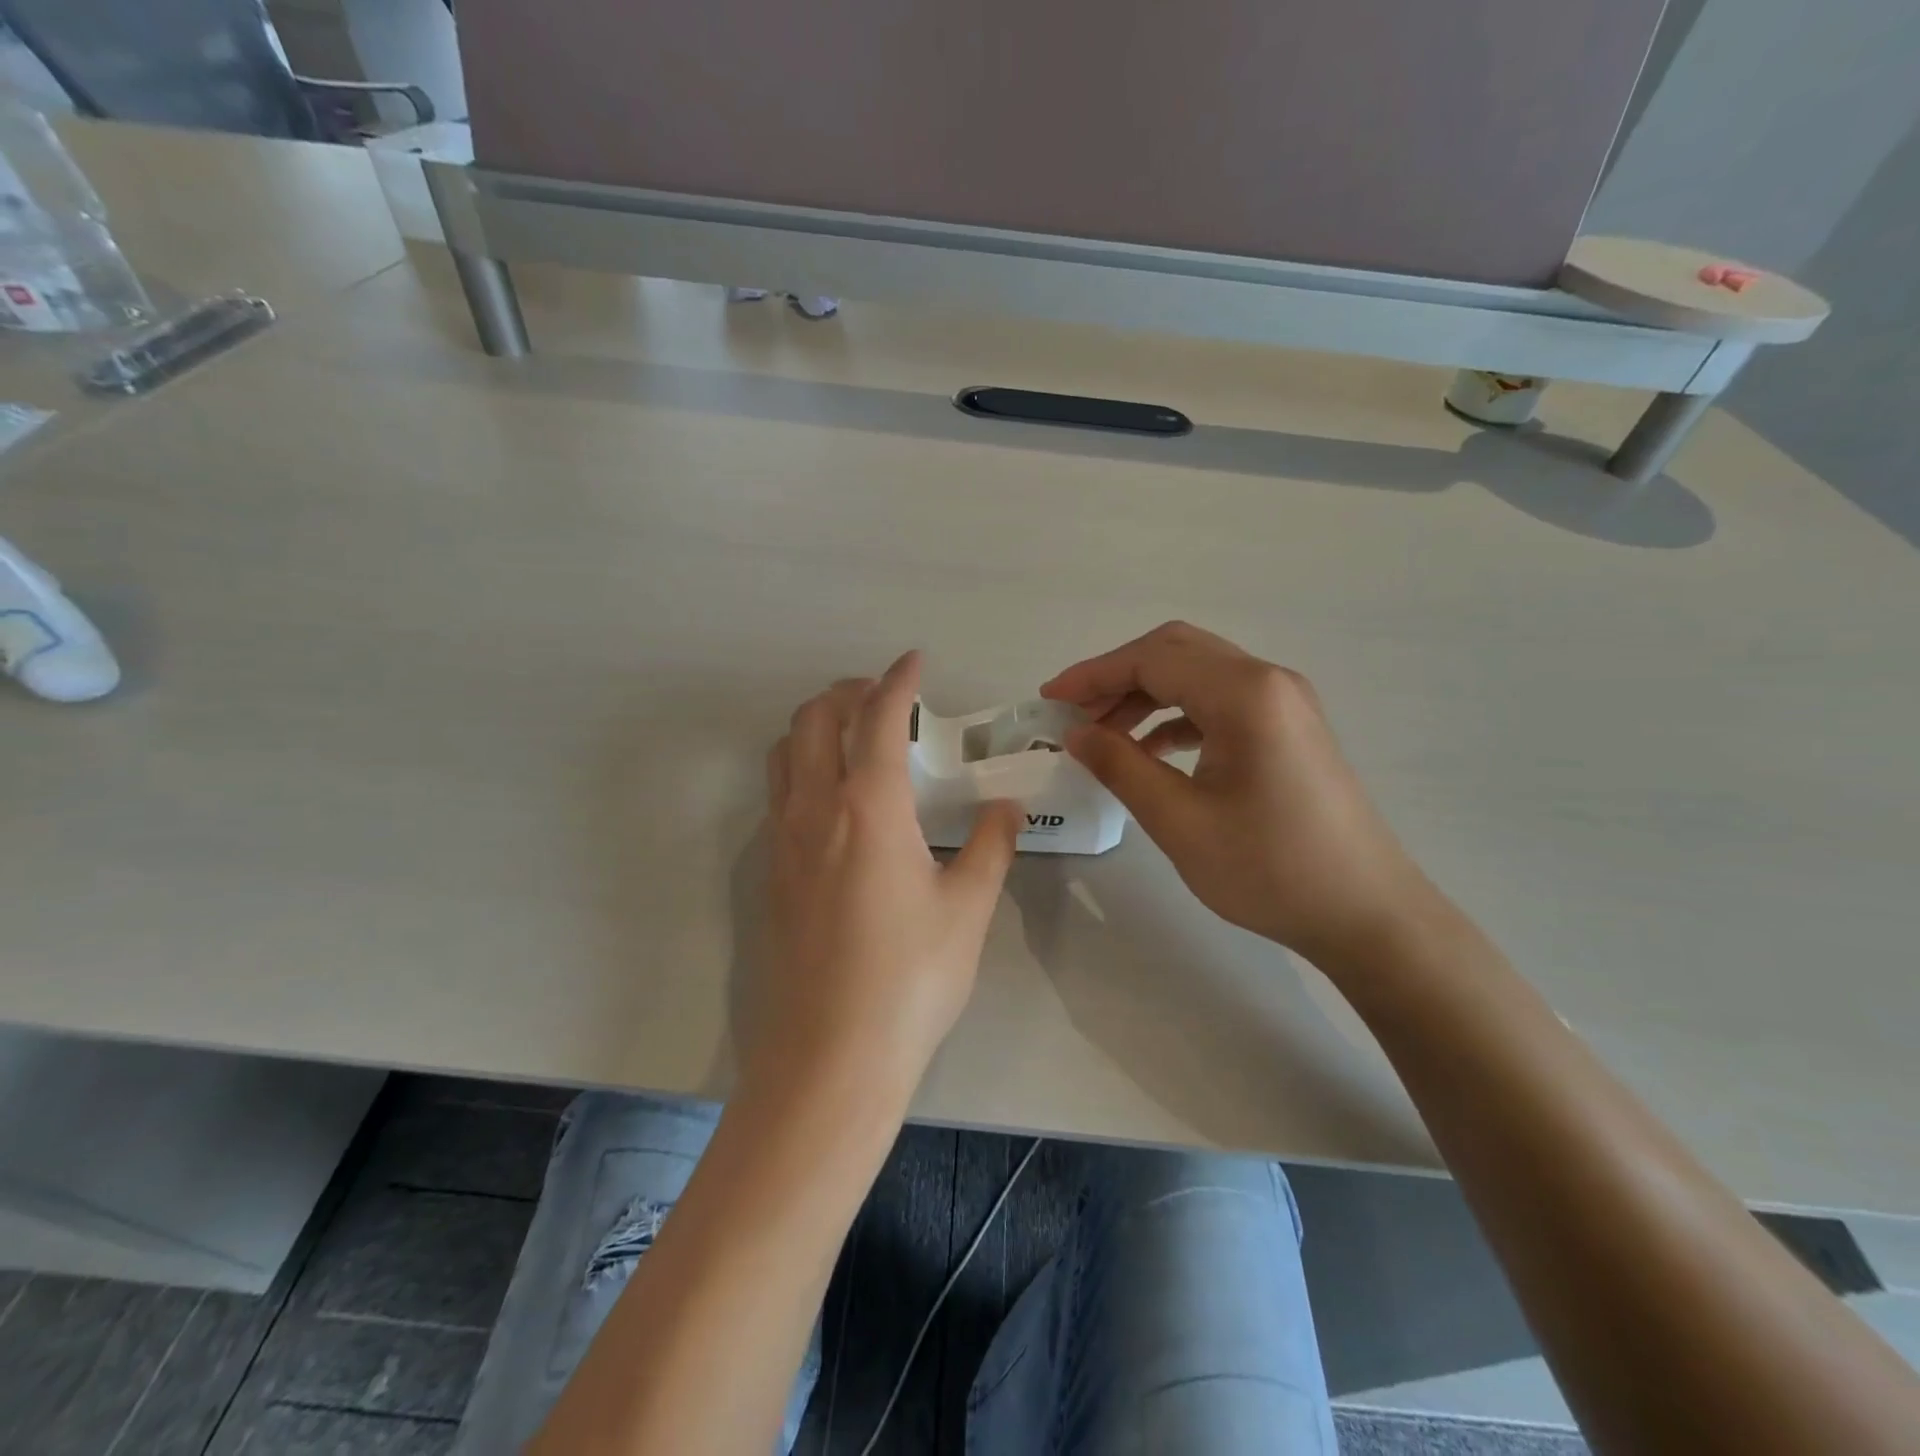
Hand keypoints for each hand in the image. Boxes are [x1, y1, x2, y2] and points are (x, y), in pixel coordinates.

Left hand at [758, 652, 1019, 1096]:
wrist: (830, 1056)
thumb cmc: (910, 977)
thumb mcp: (967, 908)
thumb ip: (990, 845)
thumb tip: (1006, 806)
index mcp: (869, 806)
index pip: (878, 718)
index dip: (897, 680)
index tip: (913, 661)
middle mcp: (815, 810)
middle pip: (813, 720)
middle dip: (847, 693)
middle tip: (884, 698)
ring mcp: (783, 842)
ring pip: (783, 753)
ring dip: (814, 726)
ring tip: (853, 738)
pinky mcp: (770, 874)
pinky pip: (777, 794)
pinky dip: (801, 768)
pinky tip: (833, 800)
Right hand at [1042, 621, 1435, 966]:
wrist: (1367, 913)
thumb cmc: (1270, 869)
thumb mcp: (1180, 821)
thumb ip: (1121, 767)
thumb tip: (1075, 733)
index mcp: (1245, 694)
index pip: (1152, 659)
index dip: (1093, 675)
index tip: (1049, 700)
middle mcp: (1268, 681)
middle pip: (1176, 652)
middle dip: (1117, 676)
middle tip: (1074, 713)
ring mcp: (1284, 703)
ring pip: (1198, 675)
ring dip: (1145, 695)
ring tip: (1102, 734)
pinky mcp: (1288, 728)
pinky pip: (1220, 702)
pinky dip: (1177, 715)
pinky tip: (1150, 750)